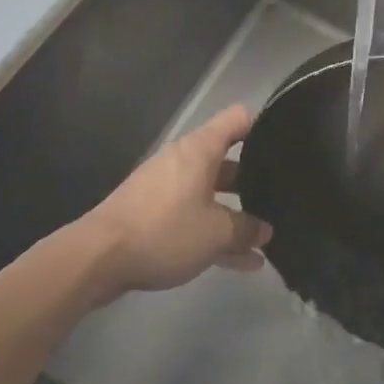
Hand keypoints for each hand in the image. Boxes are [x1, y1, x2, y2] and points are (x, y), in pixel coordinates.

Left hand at [80, 105, 271, 296]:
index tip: (287, 141)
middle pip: (227, 160)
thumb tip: (265, 230)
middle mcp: (184, 161)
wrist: (97, 259)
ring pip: (212, 195)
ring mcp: (166, 189)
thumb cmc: (164, 230)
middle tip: (283, 195)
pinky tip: (242, 263)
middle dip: (254, 179)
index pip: (239, 119)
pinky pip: (194, 218)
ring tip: (267, 238)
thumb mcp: (216, 232)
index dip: (264, 124)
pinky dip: (215, 234)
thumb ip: (246, 229)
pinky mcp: (153, 216)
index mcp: (200, 150)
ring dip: (236, 215)